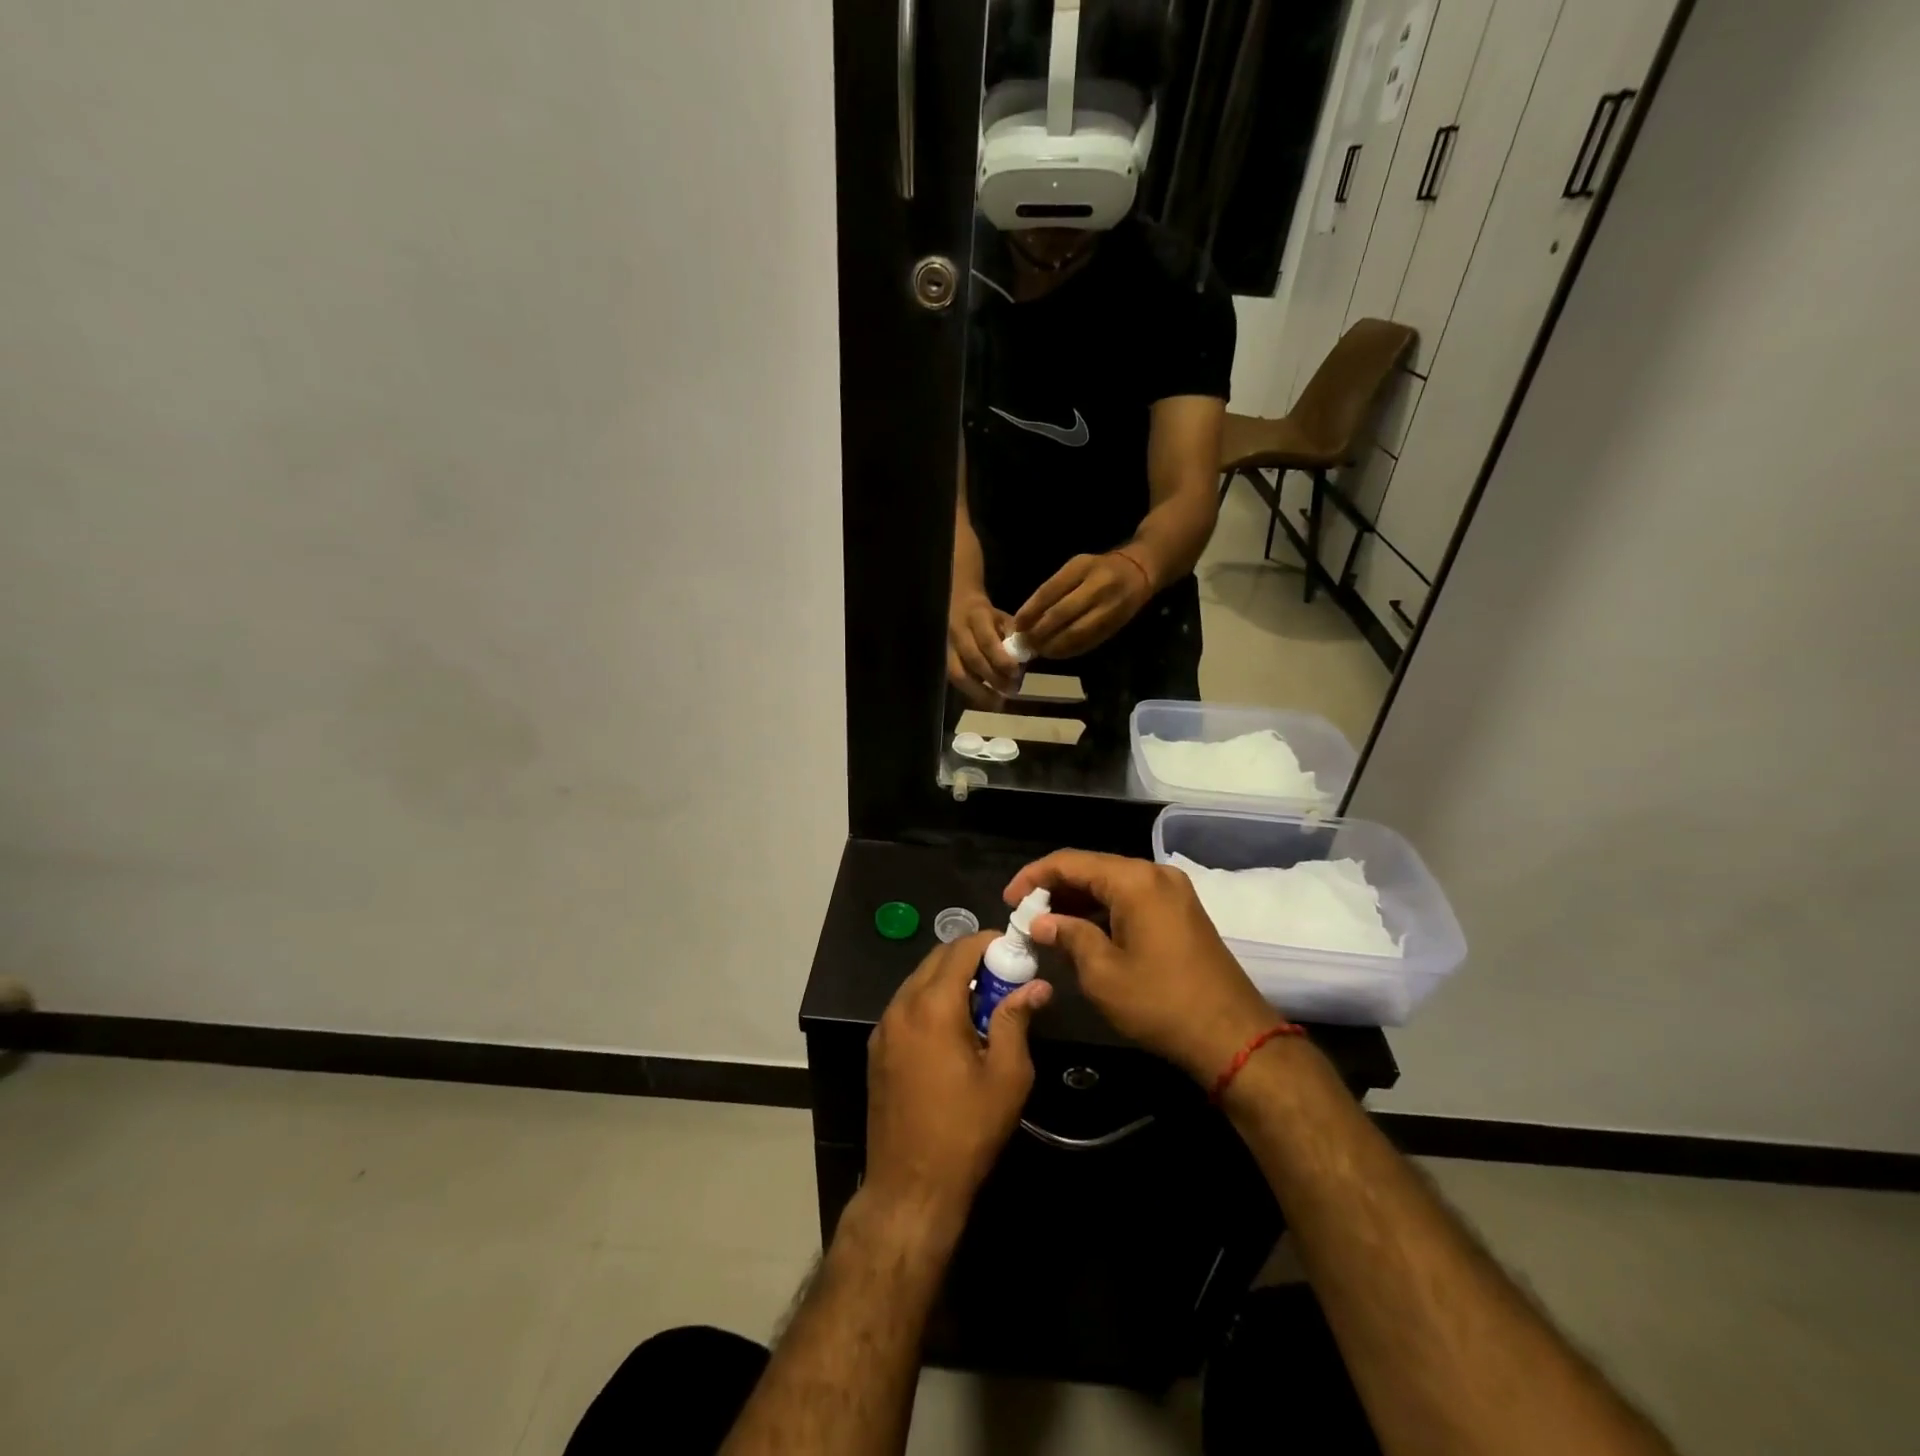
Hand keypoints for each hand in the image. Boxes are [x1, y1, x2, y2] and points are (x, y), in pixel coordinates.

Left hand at [865, 930, 1052, 1228]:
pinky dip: (930, 999)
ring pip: (918, 980)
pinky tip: (953, 1028)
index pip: (960, 949)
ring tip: (982, 1003)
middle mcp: (902, 1006)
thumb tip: (1036, 986)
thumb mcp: (1007, 1077)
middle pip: (936, 959)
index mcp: (933, 1007)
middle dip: (970, 957)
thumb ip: (1017, 1021)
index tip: (1014, 950)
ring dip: (949, 978)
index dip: (989, 942)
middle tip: (1003, 976)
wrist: (910, 1187)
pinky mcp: (877, 1048)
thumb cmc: (966, 1131)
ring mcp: (884, 1027)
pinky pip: (906, 1005)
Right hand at [947, 593, 1020, 706]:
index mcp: (976, 617)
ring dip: (979, 692)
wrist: (956, 604)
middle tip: (1010, 691)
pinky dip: (971, 693)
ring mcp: (945, 647)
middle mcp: (957, 632)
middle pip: (972, 660)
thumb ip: (1013, 636)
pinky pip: (954, 681)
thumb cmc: (985, 615)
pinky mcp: (941, 661)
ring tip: (997, 704)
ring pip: (958, 675)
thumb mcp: (1002, 617)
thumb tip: (1026, 660)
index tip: (1016, 673)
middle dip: (993, 678)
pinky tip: (985, 700)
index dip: (1002, 660)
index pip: (987, 641)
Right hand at [1004, 851, 1275, 1084]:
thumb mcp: (1102, 973)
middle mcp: (1155, 875)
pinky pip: (1131, 898)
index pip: (1071, 862)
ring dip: (1077, 900)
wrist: (1232, 1036)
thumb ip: (1068, 936)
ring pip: (1112, 884)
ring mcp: (1172, 892)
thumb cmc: (1160, 1003)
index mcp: (1135, 881)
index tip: (1008, 900)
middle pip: (1093, 868)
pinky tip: (1081, 931)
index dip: (1034, 877)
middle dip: (1054, 889)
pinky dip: (1103, 910)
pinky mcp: (1180, 912)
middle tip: (1024, 915)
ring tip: (1045, 925)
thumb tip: (1041, 922)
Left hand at [1012, 552, 1152, 658]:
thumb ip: (1053, 589)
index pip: (1049, 592)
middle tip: (1024, 643)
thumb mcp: (1075, 567)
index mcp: (1082, 568)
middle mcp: (1097, 588)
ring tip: (1038, 650)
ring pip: (1074, 634)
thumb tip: (1026, 617)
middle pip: (1061, 615)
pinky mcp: (1114, 627)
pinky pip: (1087, 643)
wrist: (1140, 572)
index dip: (1030, 612)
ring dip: (1052, 646)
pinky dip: (1068, 651)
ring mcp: (1108, 609)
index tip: (1017, 626)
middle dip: (1039, 632)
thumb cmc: (1099, 568)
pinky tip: (1055, 653)